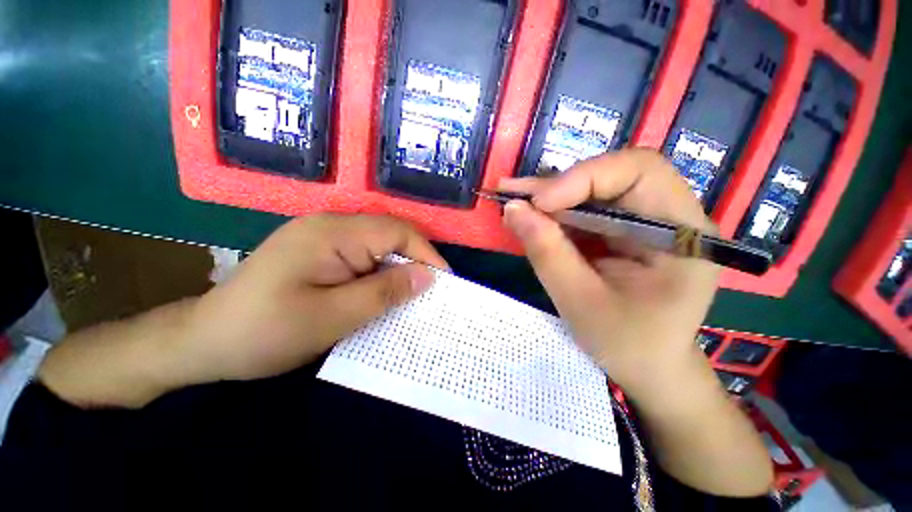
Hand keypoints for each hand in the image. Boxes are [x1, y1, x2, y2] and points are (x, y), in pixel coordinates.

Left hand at [39, 214, 446, 407]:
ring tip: (412, 296)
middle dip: (415, 263)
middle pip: (390, 236)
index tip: (444, 283)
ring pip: (379, 248)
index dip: (426, 254)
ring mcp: (324, 237)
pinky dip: (380, 275)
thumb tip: (427, 276)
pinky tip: (383, 293)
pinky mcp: (321, 252)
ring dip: (398, 270)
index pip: (397, 232)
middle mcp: (331, 225)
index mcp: (333, 233)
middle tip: (431, 294)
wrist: (205, 341)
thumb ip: (383, 293)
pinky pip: (364, 257)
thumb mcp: (332, 317)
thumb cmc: (264, 332)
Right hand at [500, 149, 718, 392]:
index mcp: (683, 234)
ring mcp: (645, 221)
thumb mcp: (580, 302)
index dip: (584, 178)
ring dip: (550, 196)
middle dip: (559, 186)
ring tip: (513, 202)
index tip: (538, 204)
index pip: (639, 172)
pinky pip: (586, 210)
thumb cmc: (626, 344)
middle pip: (613, 175)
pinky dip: (554, 213)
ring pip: (594, 190)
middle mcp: (670, 215)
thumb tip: (513, 209)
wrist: (648, 367)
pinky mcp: (623, 231)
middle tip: (513, 194)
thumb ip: (547, 253)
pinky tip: (528, 216)